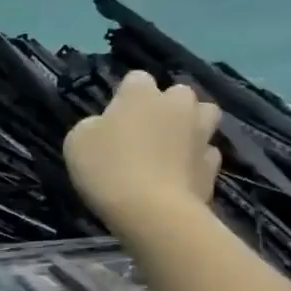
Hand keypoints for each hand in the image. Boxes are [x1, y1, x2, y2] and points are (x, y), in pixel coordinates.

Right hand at [63, 70, 221, 232]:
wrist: (151, 211)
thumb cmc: (107, 168)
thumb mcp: (77, 142)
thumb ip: (93, 126)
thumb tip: (106, 126)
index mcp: (141, 95)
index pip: (136, 79)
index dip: (124, 95)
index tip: (113, 116)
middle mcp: (177, 106)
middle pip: (178, 93)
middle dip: (165, 106)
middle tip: (145, 130)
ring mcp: (201, 135)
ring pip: (204, 116)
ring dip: (190, 125)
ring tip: (171, 146)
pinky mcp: (213, 166)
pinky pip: (206, 153)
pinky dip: (194, 160)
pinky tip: (178, 174)